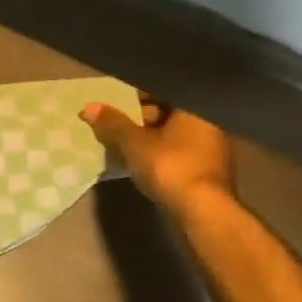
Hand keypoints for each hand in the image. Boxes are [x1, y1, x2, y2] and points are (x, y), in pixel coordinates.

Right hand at [81, 92, 232, 214]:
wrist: (203, 210)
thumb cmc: (170, 166)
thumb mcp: (134, 143)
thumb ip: (113, 123)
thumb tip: (89, 107)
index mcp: (194, 108)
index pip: (163, 91)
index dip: (137, 96)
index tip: (117, 105)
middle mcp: (209, 123)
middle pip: (170, 112)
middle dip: (143, 118)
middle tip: (118, 126)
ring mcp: (212, 148)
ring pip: (174, 134)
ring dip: (151, 137)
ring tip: (126, 146)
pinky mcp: (208, 171)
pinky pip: (179, 152)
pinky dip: (161, 153)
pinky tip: (144, 163)